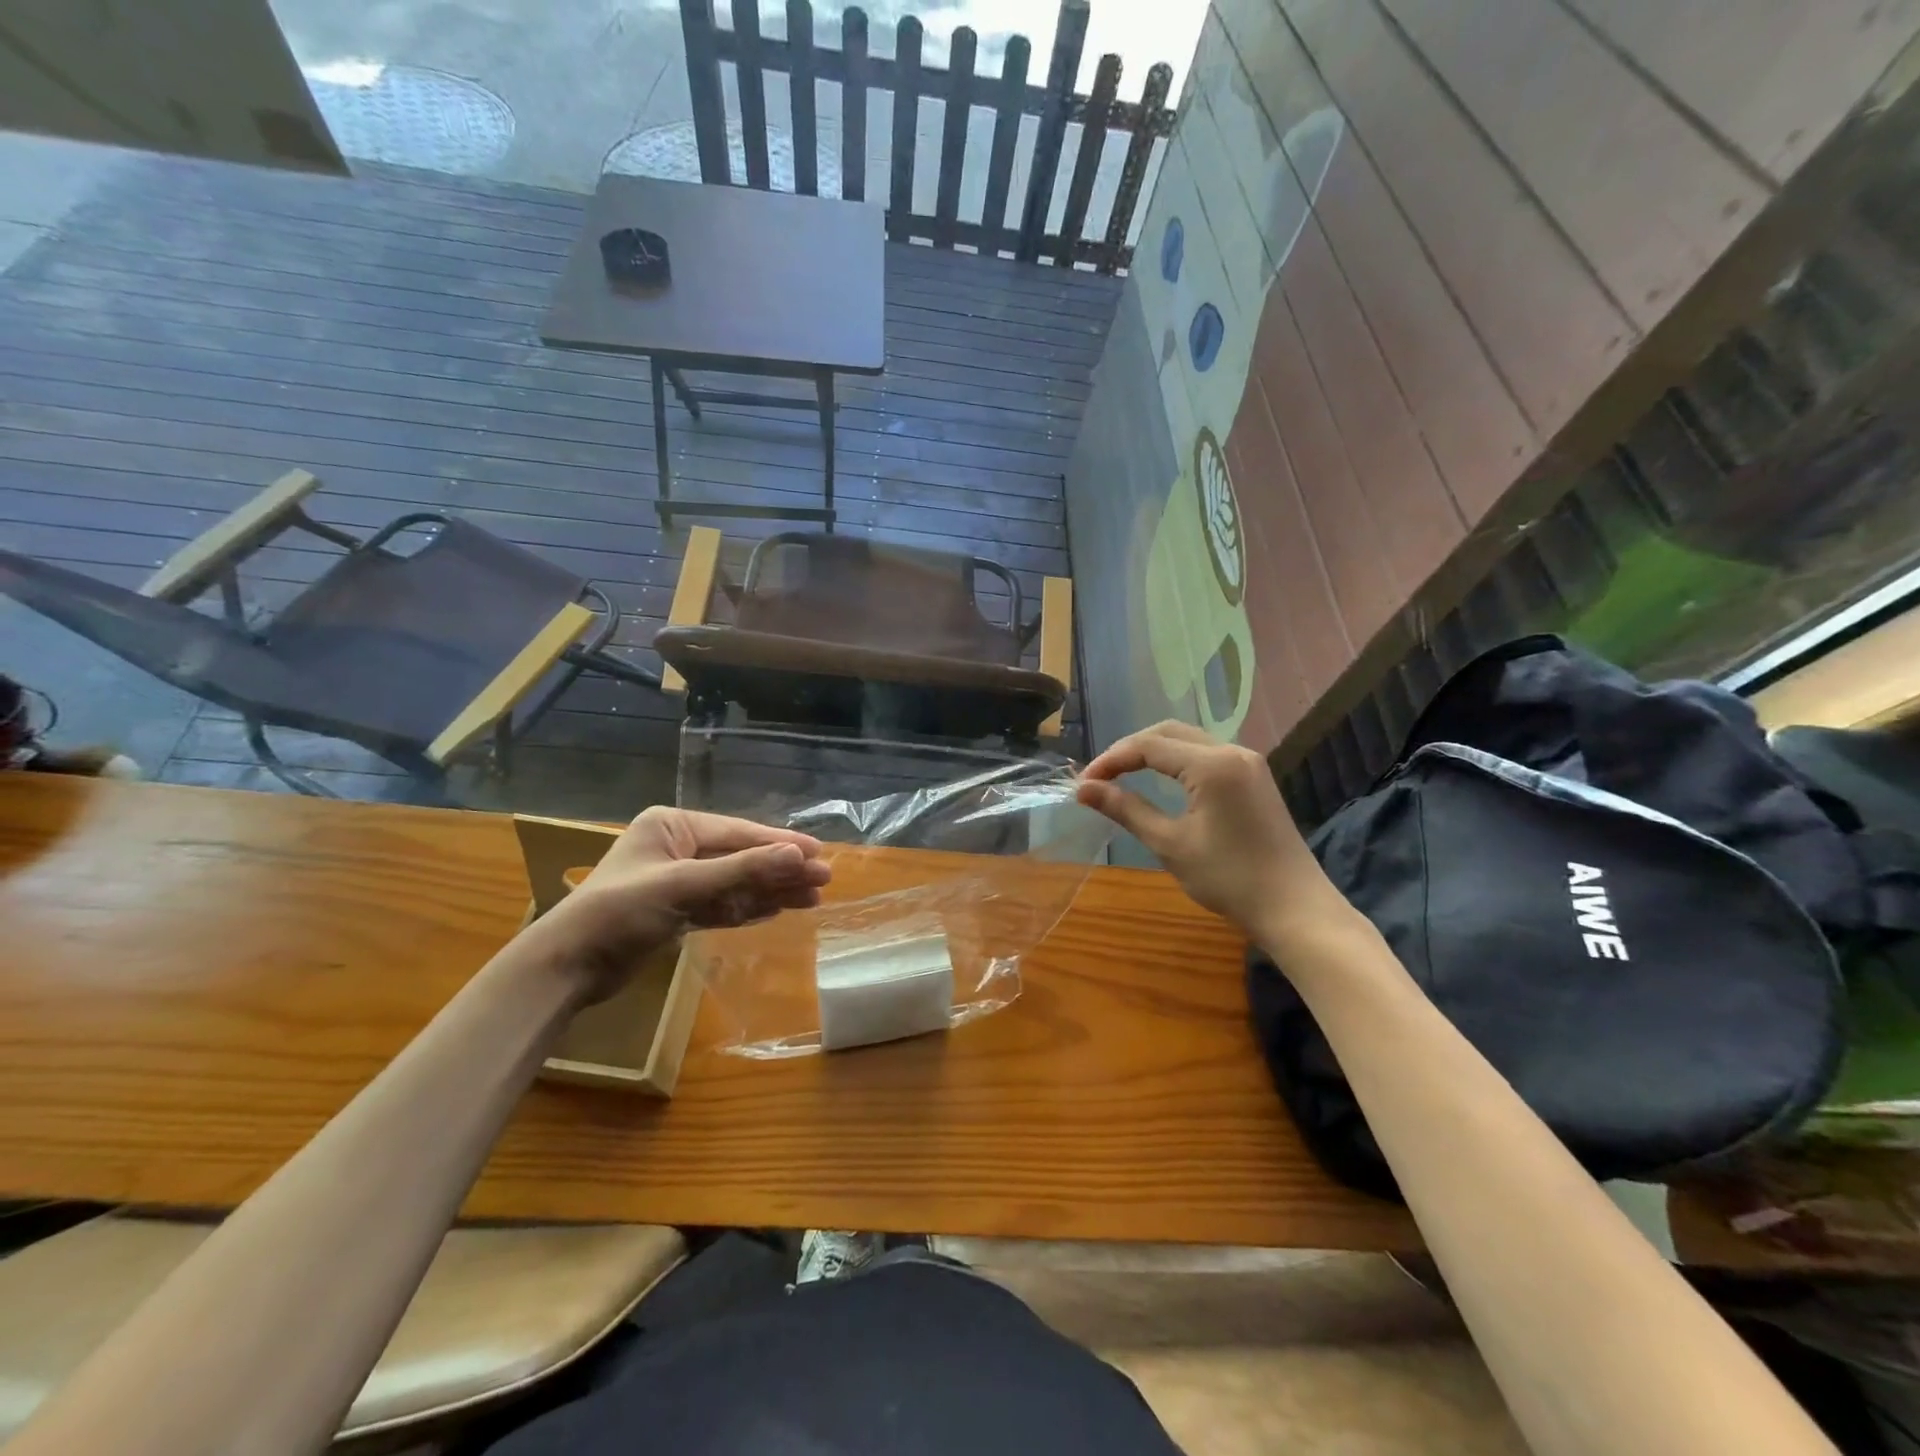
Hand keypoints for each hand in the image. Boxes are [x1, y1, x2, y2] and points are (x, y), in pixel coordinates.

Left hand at [525, 807, 831, 998]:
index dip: (780, 843)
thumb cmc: (620, 912)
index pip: (738, 832)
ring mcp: (676, 880)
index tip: (819, 854)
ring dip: (770, 891)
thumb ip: (743, 870)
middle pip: (740, 857)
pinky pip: (720, 905)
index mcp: (672, 825)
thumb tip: (799, 855)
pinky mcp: (674, 911)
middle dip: (780, 869)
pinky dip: (746, 907)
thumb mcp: (684, 886)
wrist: (566, 967)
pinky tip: (776, 909)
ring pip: (734, 883)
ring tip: (811, 899)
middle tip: (823, 881)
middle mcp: (677, 847)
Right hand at [1076, 721, 1340, 938]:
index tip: (1083, 784)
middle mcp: (1232, 751)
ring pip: (1188, 740)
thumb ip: (1126, 809)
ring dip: (1152, 751)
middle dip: (1129, 749)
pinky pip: (1206, 754)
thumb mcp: (1169, 844)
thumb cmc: (1228, 879)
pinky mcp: (1254, 777)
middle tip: (1099, 777)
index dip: (1111, 760)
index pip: (1148, 746)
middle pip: (1168, 732)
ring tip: (1122, 776)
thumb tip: (1083, 789)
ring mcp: (1248, 762)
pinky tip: (1159, 780)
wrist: (1294, 908)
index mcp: (1211, 764)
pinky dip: (1176, 760)